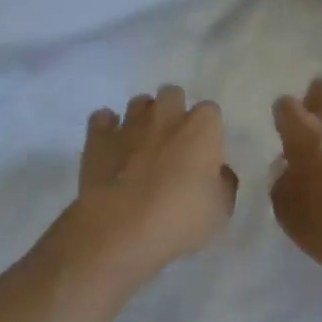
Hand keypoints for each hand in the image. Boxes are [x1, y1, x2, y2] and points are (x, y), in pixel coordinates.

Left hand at [69, 84, 237, 287]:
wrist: (120, 228)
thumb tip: (219, 172)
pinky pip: (102, 119)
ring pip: (138, 103)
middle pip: (172, 94)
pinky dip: (107, 128)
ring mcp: (129, 124)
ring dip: (142, 118)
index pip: (210, 111)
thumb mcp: (220, 210)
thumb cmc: (180, 218)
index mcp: (201, 128)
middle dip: (174, 110)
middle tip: (173, 140)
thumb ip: (223, 184)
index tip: (205, 150)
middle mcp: (166, 116)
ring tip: (142, 143)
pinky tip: (111, 146)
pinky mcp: (97, 138)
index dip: (208, 129)